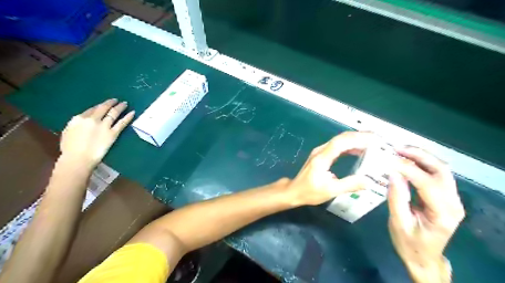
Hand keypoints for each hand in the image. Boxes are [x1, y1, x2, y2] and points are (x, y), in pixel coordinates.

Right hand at [58, 97, 134, 172]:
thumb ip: (77, 125)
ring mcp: (104, 126)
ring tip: (125, 103)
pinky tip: (133, 112)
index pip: (91, 109)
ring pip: (113, 113)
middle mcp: (92, 119)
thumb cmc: (70, 149)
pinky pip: (122, 123)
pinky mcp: (113, 133)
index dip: (99, 106)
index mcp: (79, 119)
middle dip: (110, 103)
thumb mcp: (68, 132)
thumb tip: (82, 121)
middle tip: (116, 100)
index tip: (104, 105)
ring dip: (120, 107)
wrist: (78, 158)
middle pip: (103, 108)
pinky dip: (128, 117)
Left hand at [286, 131, 375, 206]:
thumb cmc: (310, 192)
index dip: (358, 138)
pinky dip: (349, 146)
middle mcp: (321, 151)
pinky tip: (358, 151)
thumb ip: (349, 185)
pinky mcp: (321, 155)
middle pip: (341, 138)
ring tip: (372, 143)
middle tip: (377, 139)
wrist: (294, 191)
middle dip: (359, 136)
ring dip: (355, 140)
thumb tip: (369, 181)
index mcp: (322, 158)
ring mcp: (320, 152)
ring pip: (339, 141)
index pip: (341, 142)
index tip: (374, 139)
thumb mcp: (330, 191)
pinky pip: (337, 147)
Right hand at [387, 147, 464, 281]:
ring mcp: (452, 199)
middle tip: (396, 148)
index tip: (388, 159)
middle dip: (419, 155)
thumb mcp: (398, 223)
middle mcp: (454, 203)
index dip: (407, 169)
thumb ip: (396, 198)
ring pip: (441, 169)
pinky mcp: (445, 196)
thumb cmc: (408, 243)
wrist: (423, 257)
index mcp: (443, 213)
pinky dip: (421, 163)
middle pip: (441, 170)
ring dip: (421, 156)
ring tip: (400, 150)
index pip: (427, 183)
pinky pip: (436, 174)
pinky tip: (407, 160)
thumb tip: (392, 173)